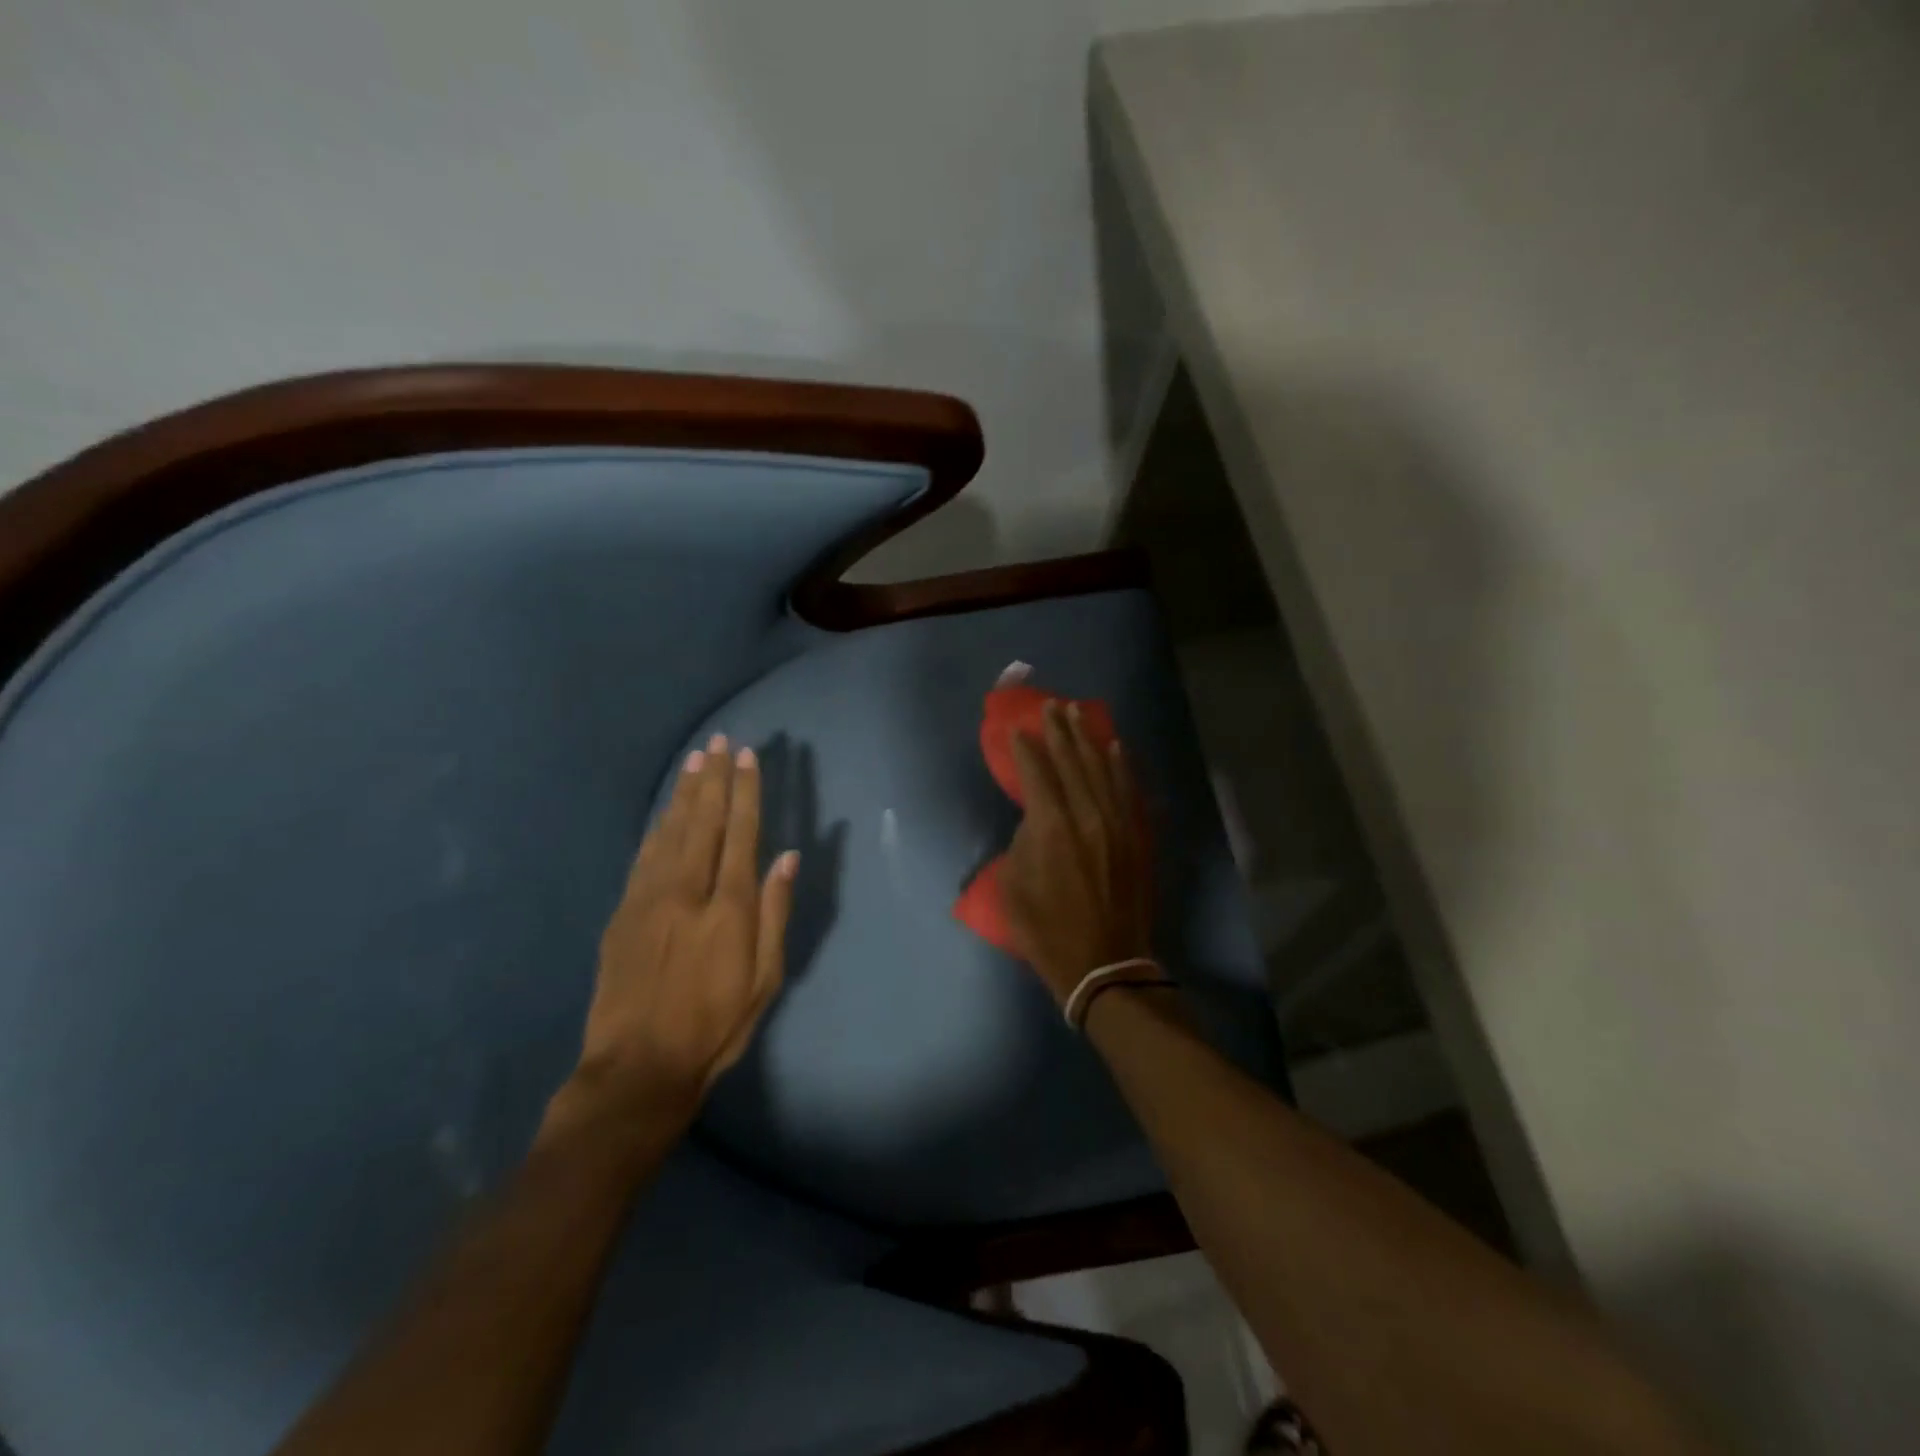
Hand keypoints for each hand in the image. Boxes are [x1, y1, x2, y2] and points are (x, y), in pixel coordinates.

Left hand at [574, 735, 797, 1118]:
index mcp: (728, 909)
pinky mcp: (623, 912)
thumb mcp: (764, 980)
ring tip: (695, 760)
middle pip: (704, 822)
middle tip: (720, 743)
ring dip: (685, 793)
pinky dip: (657, 826)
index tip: (748, 759)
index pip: (741, 834)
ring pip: (671, 831)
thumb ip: (775, 914)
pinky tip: (666, 810)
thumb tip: (786, 859)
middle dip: (714, 779)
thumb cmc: (714, 1026)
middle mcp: (688, 891)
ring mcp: (649, 899)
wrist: (637, 1066)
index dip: (746, 793)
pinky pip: (644, 856)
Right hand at [1000, 702, 1154, 1004]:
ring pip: (1102, 769)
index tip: (1019, 729)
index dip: (1026, 749)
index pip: (1037, 773)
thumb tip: (1037, 820)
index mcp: (1051, 827)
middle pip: (1072, 762)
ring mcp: (1116, 824)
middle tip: (1052, 706)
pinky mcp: (1135, 836)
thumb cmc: (1047, 930)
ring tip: (1079, 715)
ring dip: (1089, 739)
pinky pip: (1127, 790)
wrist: (1103, 964)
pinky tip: (1116, 748)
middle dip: (1060, 731)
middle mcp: (1087, 815)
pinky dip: (1121, 766)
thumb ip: (1022, 842)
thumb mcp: (1013, 886)